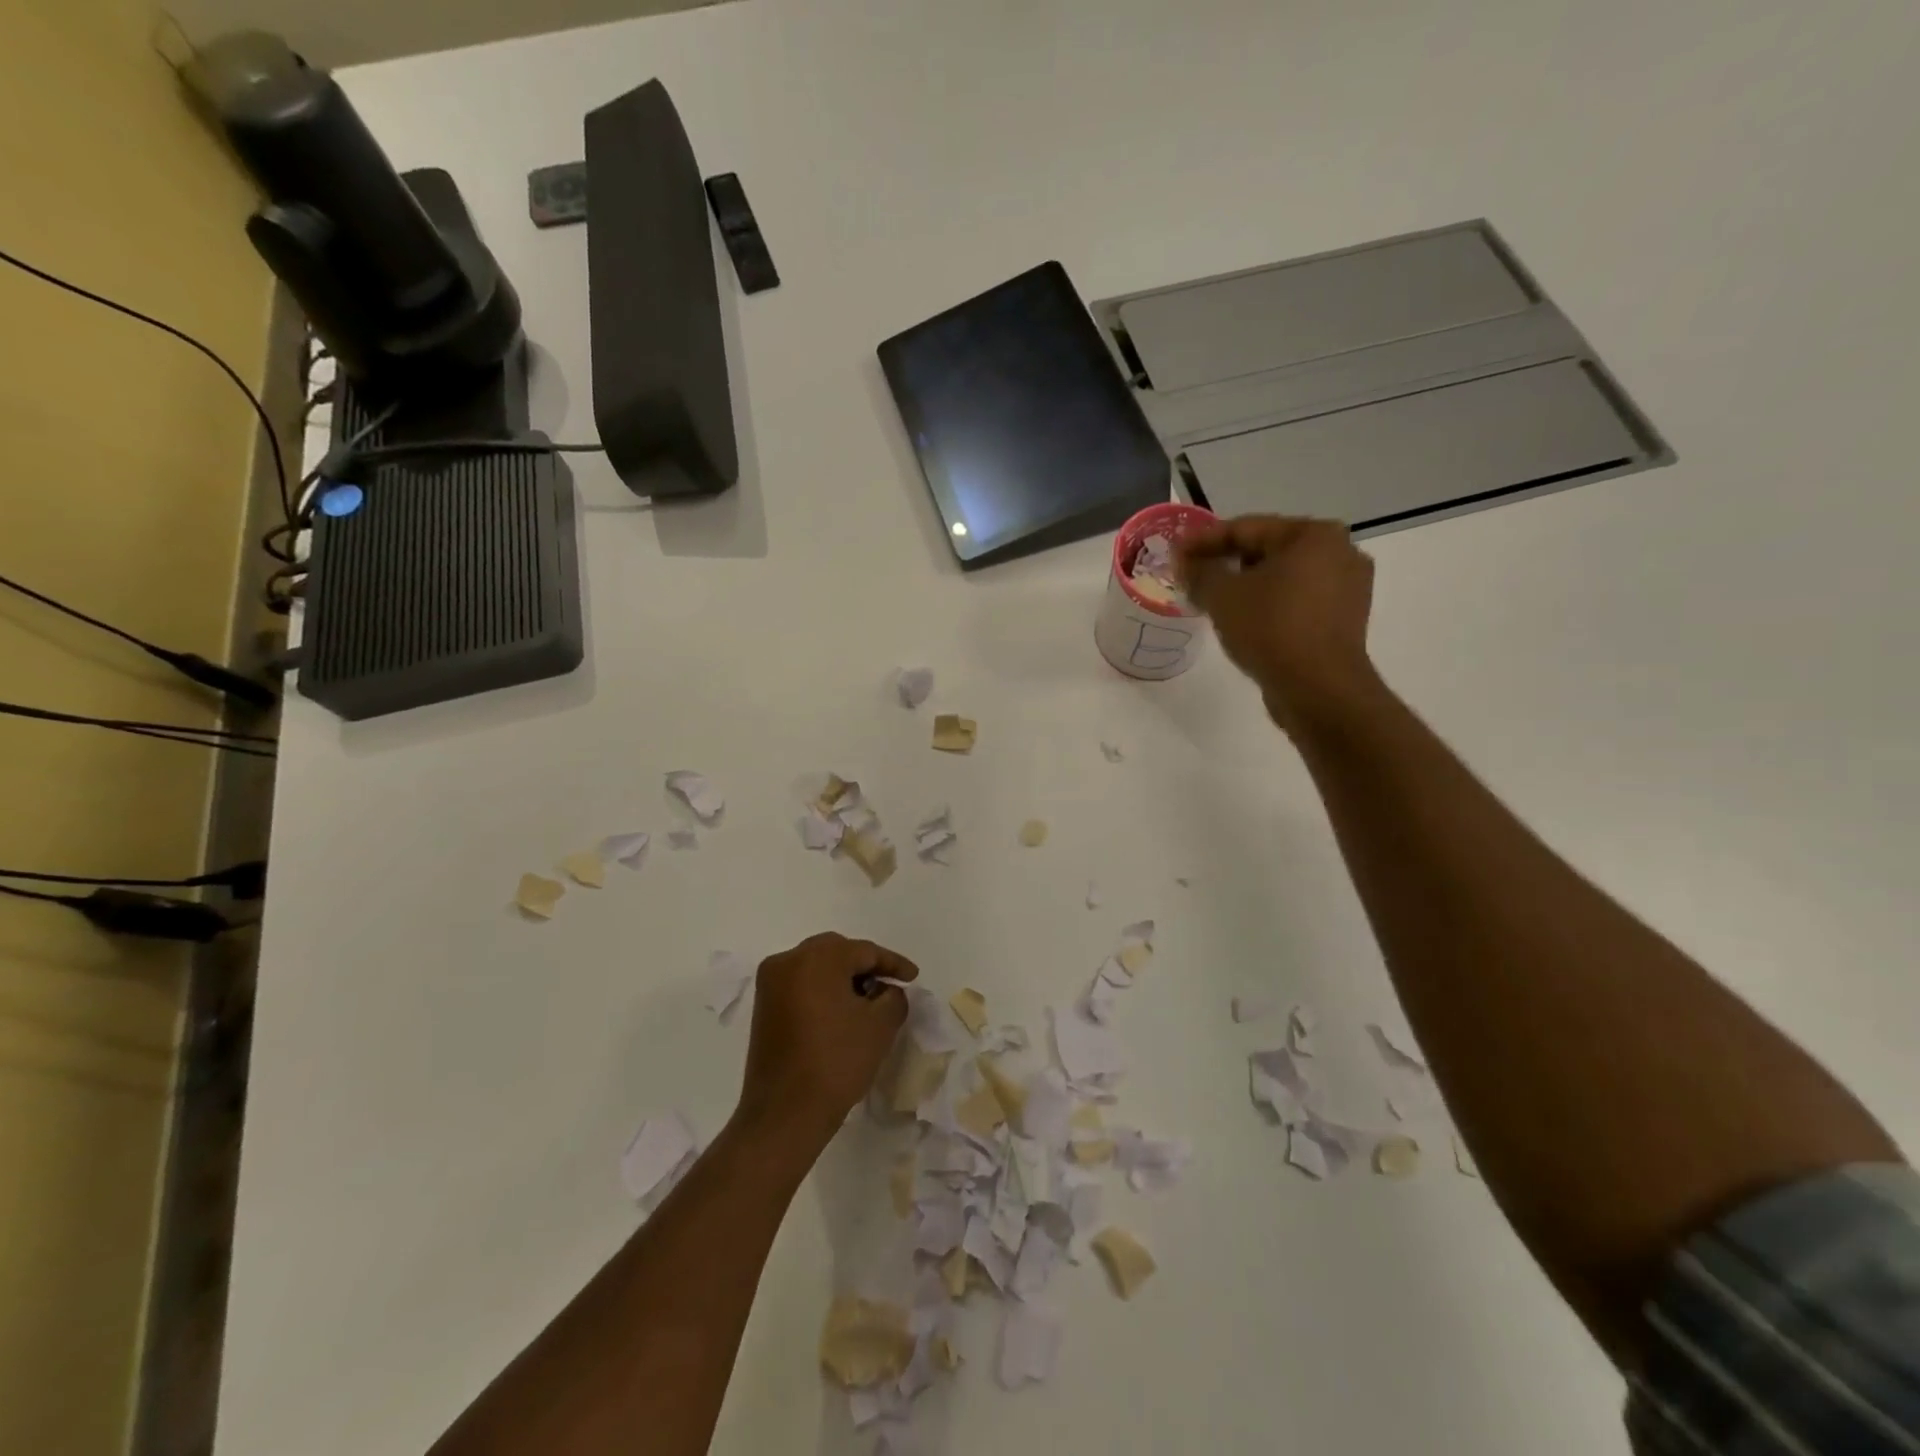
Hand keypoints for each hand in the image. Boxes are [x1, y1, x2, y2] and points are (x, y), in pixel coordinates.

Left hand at [737, 933, 916, 1144]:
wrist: (784, 1114)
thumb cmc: (836, 1062)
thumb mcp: (880, 1026)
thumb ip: (893, 996)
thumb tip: (886, 990)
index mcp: (816, 958)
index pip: (864, 951)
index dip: (893, 963)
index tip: (913, 977)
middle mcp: (787, 961)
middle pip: (837, 951)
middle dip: (865, 965)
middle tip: (889, 984)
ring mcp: (770, 984)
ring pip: (816, 966)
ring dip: (843, 977)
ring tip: (868, 1000)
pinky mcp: (763, 1007)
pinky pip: (800, 984)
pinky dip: (822, 990)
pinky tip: (841, 1011)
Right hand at [1177, 515, 1377, 732]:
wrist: (1318, 688)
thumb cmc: (1270, 628)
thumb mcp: (1222, 595)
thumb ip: (1199, 571)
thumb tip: (1183, 561)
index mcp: (1313, 534)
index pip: (1246, 528)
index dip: (1203, 541)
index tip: (1174, 553)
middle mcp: (1340, 551)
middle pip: (1267, 550)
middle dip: (1227, 563)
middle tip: (1192, 577)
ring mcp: (1348, 587)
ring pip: (1283, 578)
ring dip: (1247, 586)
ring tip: (1213, 601)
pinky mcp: (1345, 620)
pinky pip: (1297, 601)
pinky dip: (1269, 605)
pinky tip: (1243, 620)